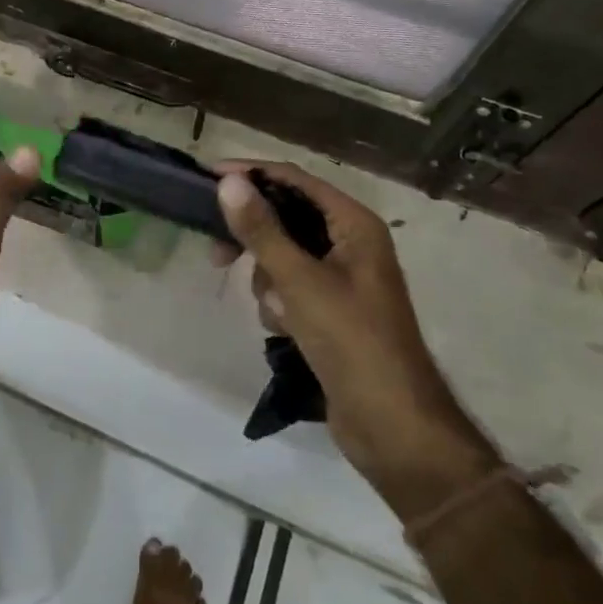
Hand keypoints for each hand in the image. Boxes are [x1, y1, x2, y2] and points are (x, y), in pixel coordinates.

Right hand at [216, 163, 494, 513]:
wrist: (395, 430)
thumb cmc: (352, 342)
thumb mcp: (300, 282)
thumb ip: (262, 230)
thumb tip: (228, 182)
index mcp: (354, 223)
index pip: (294, 179)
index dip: (251, 174)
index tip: (207, 177)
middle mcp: (350, 242)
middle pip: (286, 216)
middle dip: (255, 237)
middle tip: (216, 252)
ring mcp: (342, 277)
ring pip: (283, 255)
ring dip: (269, 279)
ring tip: (277, 311)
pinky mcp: (331, 309)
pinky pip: (291, 286)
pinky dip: (281, 303)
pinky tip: (286, 330)